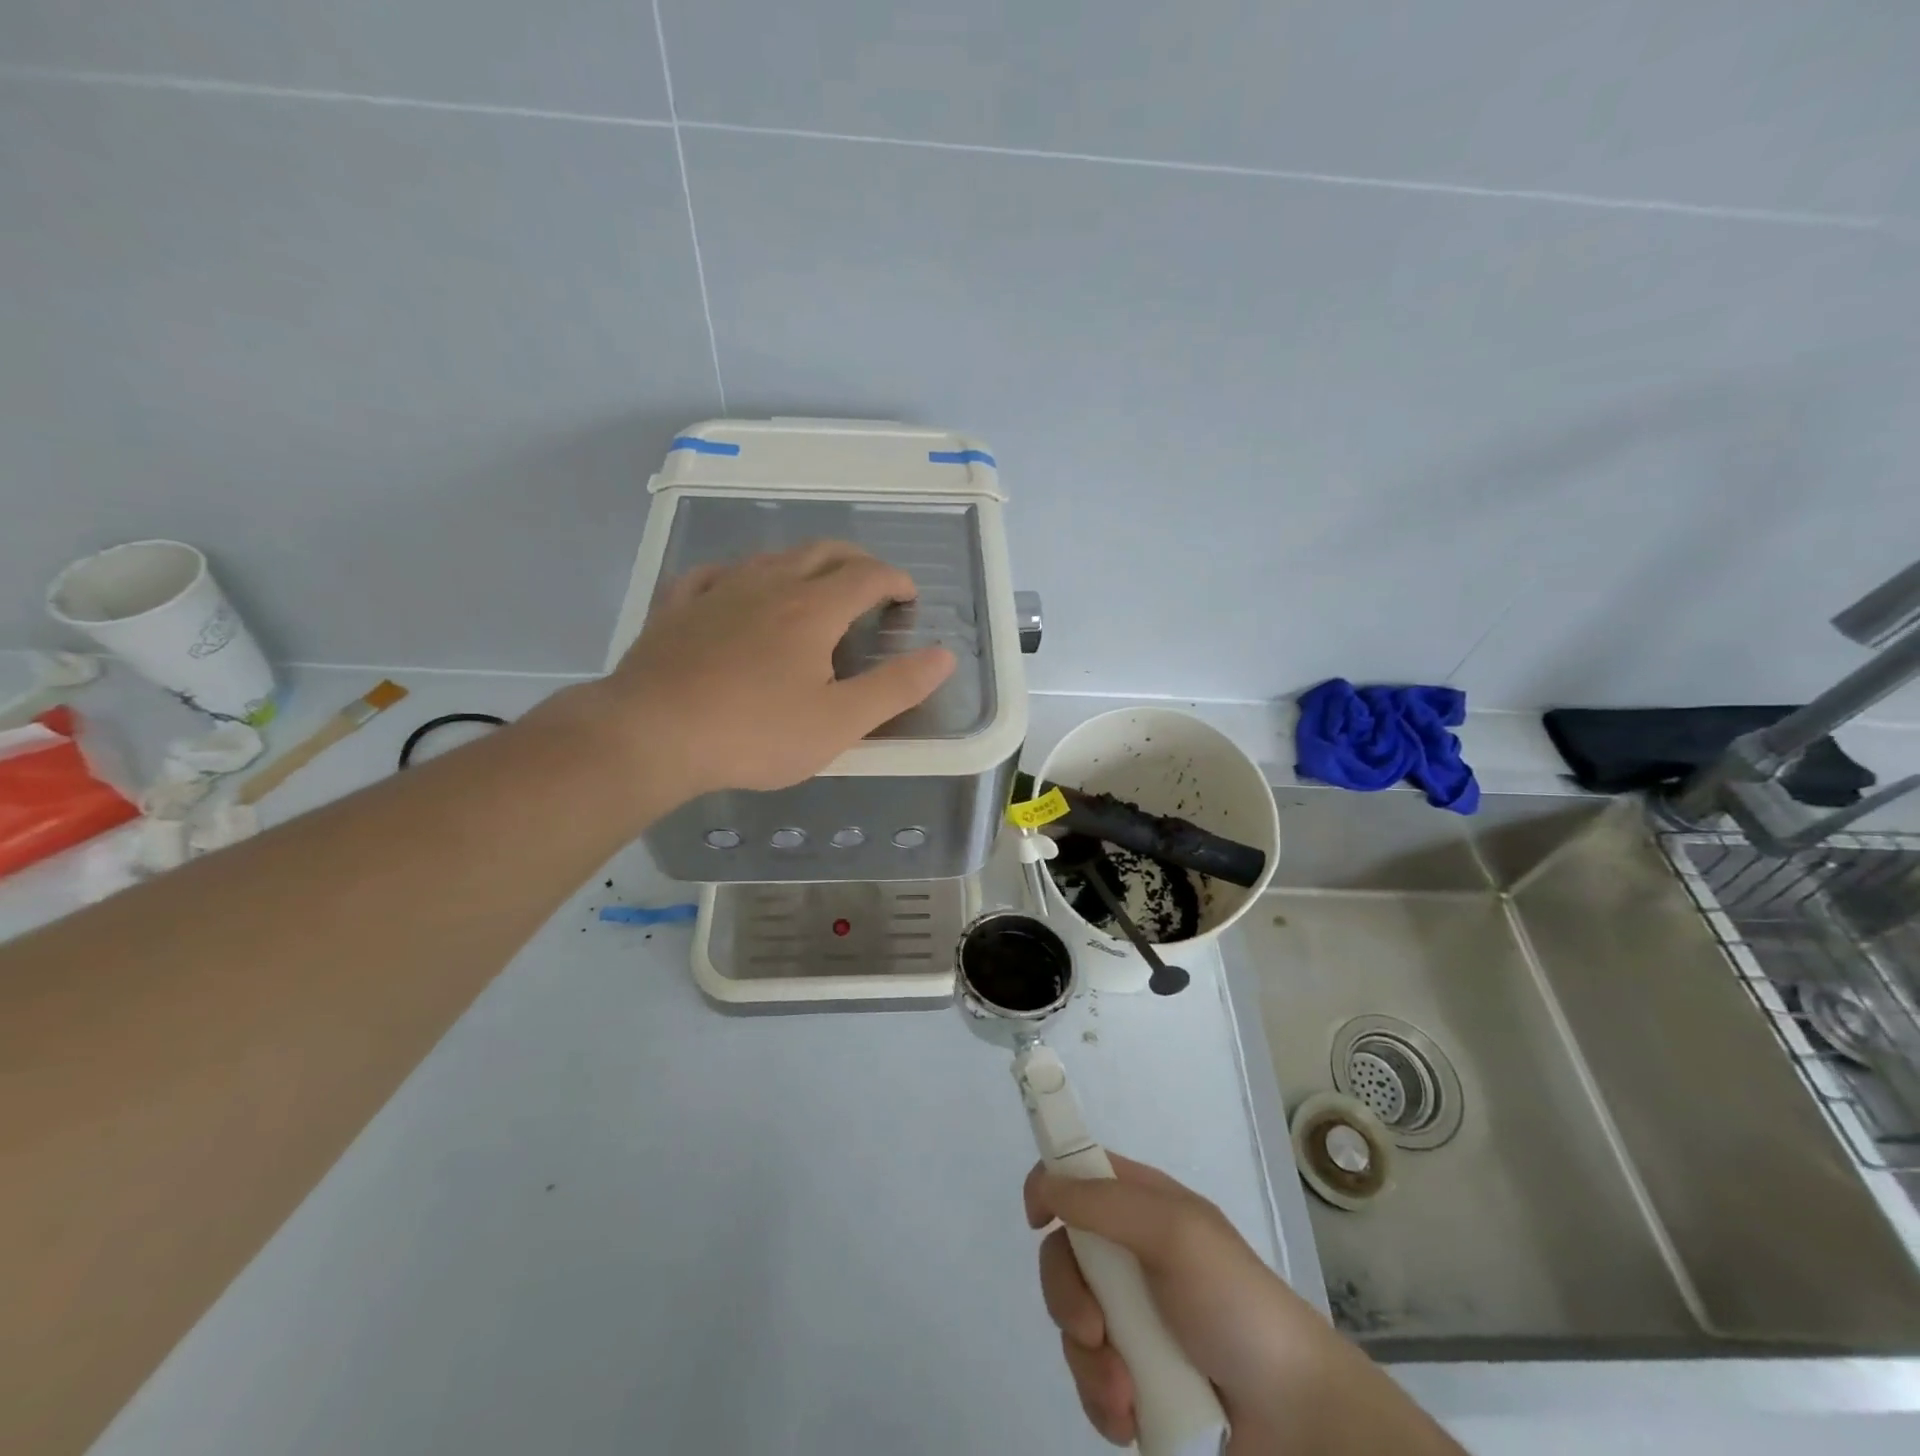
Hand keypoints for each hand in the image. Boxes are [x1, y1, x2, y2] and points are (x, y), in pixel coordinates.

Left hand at [599, 542, 954, 796]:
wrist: (652, 734)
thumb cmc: (755, 733)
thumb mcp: (840, 722)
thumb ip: (896, 688)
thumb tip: (944, 656)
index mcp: (813, 609)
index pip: (868, 576)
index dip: (896, 580)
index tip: (908, 597)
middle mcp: (769, 584)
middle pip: (822, 552)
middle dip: (856, 561)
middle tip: (871, 583)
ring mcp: (719, 590)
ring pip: (771, 556)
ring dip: (804, 562)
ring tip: (814, 585)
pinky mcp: (678, 607)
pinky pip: (714, 573)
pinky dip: (740, 575)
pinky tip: (736, 589)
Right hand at [1025, 1156, 1462, 1455]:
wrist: (1297, 1420)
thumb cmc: (1235, 1305)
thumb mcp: (1175, 1233)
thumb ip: (1106, 1202)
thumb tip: (1046, 1183)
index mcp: (1142, 1206)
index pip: (1078, 1173)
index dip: (1051, 1186)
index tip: (1038, 1218)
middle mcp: (1130, 1255)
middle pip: (1062, 1255)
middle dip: (1067, 1298)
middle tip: (1094, 1330)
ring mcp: (1132, 1319)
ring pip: (1071, 1326)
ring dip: (1090, 1364)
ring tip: (1128, 1394)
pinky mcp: (1135, 1378)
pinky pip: (1089, 1381)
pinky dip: (1102, 1401)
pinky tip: (1131, 1418)